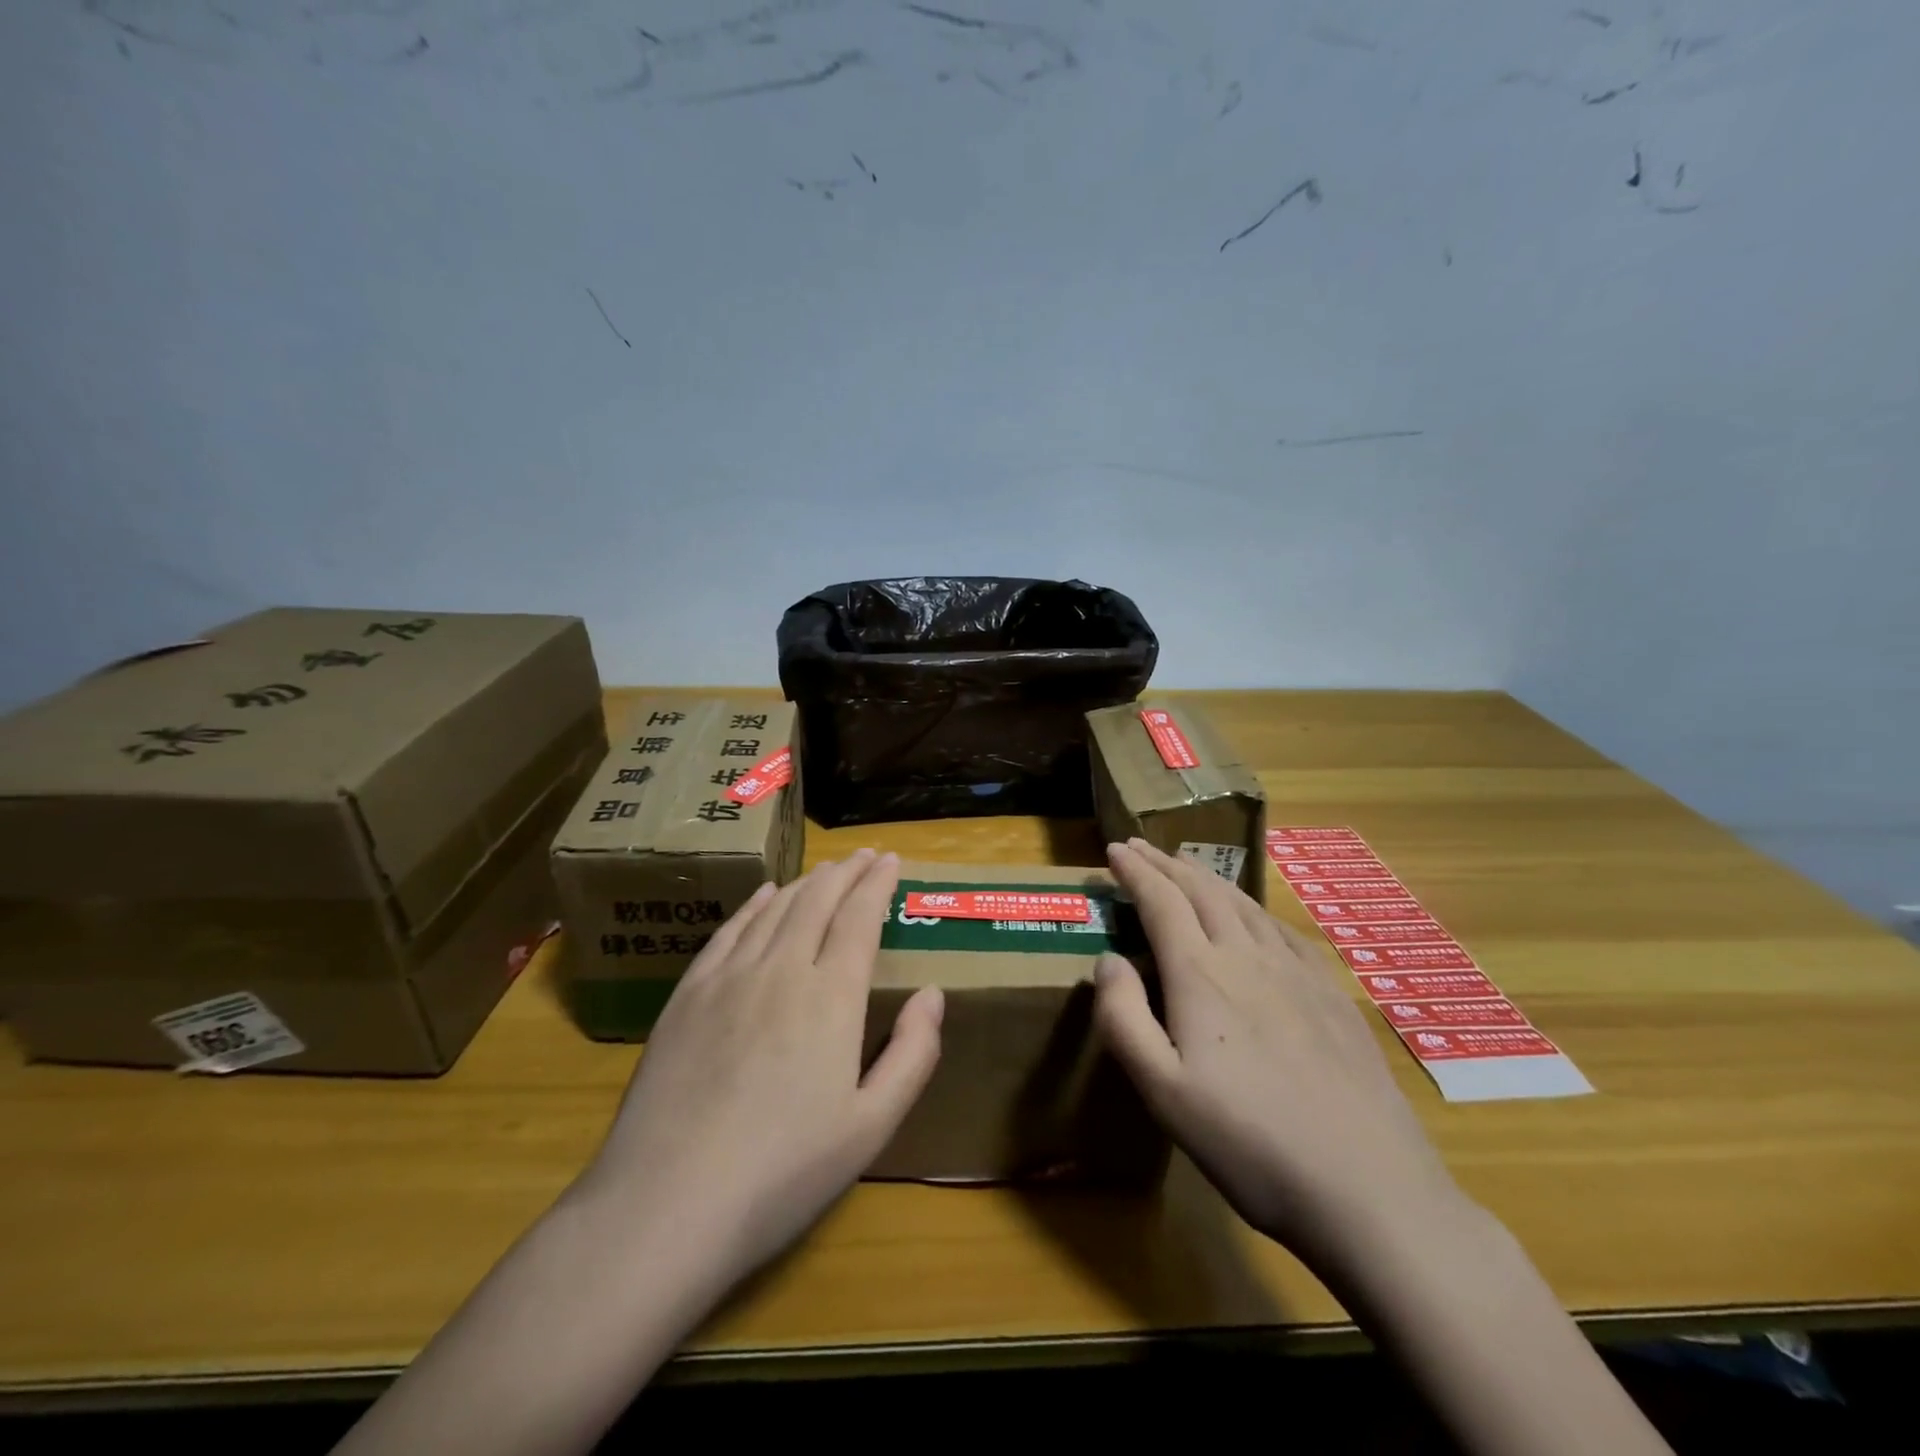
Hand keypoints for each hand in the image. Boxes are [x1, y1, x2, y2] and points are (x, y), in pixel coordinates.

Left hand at [580, 849, 943, 1284]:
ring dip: (806, 882)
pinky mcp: (688, 995)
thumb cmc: (783, 1172)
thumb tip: (933, 993)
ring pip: (775, 908)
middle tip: (865, 857)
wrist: (666, 1204)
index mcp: (832, 996)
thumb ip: (913, 1054)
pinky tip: (764, 896)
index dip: (877, 884)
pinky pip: (730, 931)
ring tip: (826, 870)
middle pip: (818, 901)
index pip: (860, 917)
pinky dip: (754, 905)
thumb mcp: (872, 1127)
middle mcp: (782, 969)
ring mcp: (729, 978)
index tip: (891, 860)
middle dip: (847, 872)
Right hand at [1093, 839, 1464, 1267]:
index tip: (1114, 849)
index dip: (1135, 871)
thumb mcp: (1163, 1092)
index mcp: (1201, 975)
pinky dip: (1252, 907)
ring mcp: (1297, 972)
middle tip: (1139, 846)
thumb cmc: (1249, 1143)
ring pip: (1243, 904)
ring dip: (1206, 878)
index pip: (1161, 901)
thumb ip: (1123, 1018)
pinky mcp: (1332, 994)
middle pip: (1201, 891)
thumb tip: (1107, 959)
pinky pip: (1282, 929)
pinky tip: (1252, 915)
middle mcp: (1247, 957)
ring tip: (1184, 867)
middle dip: (1165, 864)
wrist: (1369, 1189)